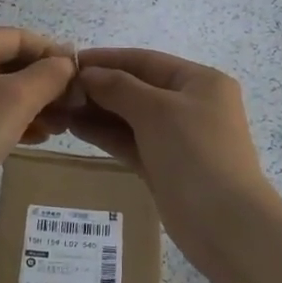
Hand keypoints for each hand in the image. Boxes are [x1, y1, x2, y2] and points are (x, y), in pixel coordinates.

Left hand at [0, 28, 76, 226]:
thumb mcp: (16, 100)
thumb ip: (49, 75)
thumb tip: (67, 63)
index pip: (21, 38)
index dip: (54, 55)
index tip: (81, 81)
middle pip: (11, 61)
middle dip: (45, 84)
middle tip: (73, 109)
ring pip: (1, 88)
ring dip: (33, 104)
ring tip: (60, 127)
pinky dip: (12, 118)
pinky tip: (36, 138)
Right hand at [64, 48, 278, 257]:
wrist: (225, 223)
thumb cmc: (195, 153)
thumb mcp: (156, 110)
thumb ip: (118, 87)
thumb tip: (87, 73)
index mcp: (200, 81)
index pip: (146, 61)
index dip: (107, 59)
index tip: (69, 61)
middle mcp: (191, 104)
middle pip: (137, 87)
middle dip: (99, 87)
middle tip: (57, 90)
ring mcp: (178, 137)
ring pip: (131, 116)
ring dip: (97, 111)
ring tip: (58, 108)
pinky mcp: (164, 166)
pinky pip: (130, 141)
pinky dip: (105, 134)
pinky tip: (74, 128)